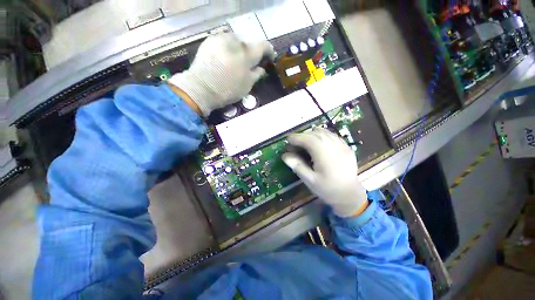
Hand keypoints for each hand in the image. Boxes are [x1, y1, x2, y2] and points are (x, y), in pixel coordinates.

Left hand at [169, 33, 274, 115]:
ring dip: (239, 49)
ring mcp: (221, 39)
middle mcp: (235, 41)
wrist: (201, 88)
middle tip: (250, 63)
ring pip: (236, 41)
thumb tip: (262, 68)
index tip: (270, 56)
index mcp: (247, 53)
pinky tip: (225, 58)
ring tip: (236, 60)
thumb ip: (257, 74)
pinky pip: (224, 41)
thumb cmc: (228, 90)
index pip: (263, 46)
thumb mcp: (247, 85)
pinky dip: (228, 48)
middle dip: (251, 52)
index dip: (268, 51)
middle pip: (248, 43)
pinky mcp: (210, 41)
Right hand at [282, 128, 367, 217]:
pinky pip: (332, 135)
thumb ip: (297, 166)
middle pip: (315, 133)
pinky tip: (318, 143)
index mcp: (324, 154)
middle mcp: (333, 145)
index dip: (296, 138)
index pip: (307, 139)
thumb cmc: (328, 189)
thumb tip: (285, 155)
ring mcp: (342, 145)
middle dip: (303, 135)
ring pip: (324, 132)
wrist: (350, 195)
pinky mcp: (347, 147)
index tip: (288, 140)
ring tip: (305, 142)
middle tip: (295, 143)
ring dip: (312, 134)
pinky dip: (322, 135)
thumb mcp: (310, 180)